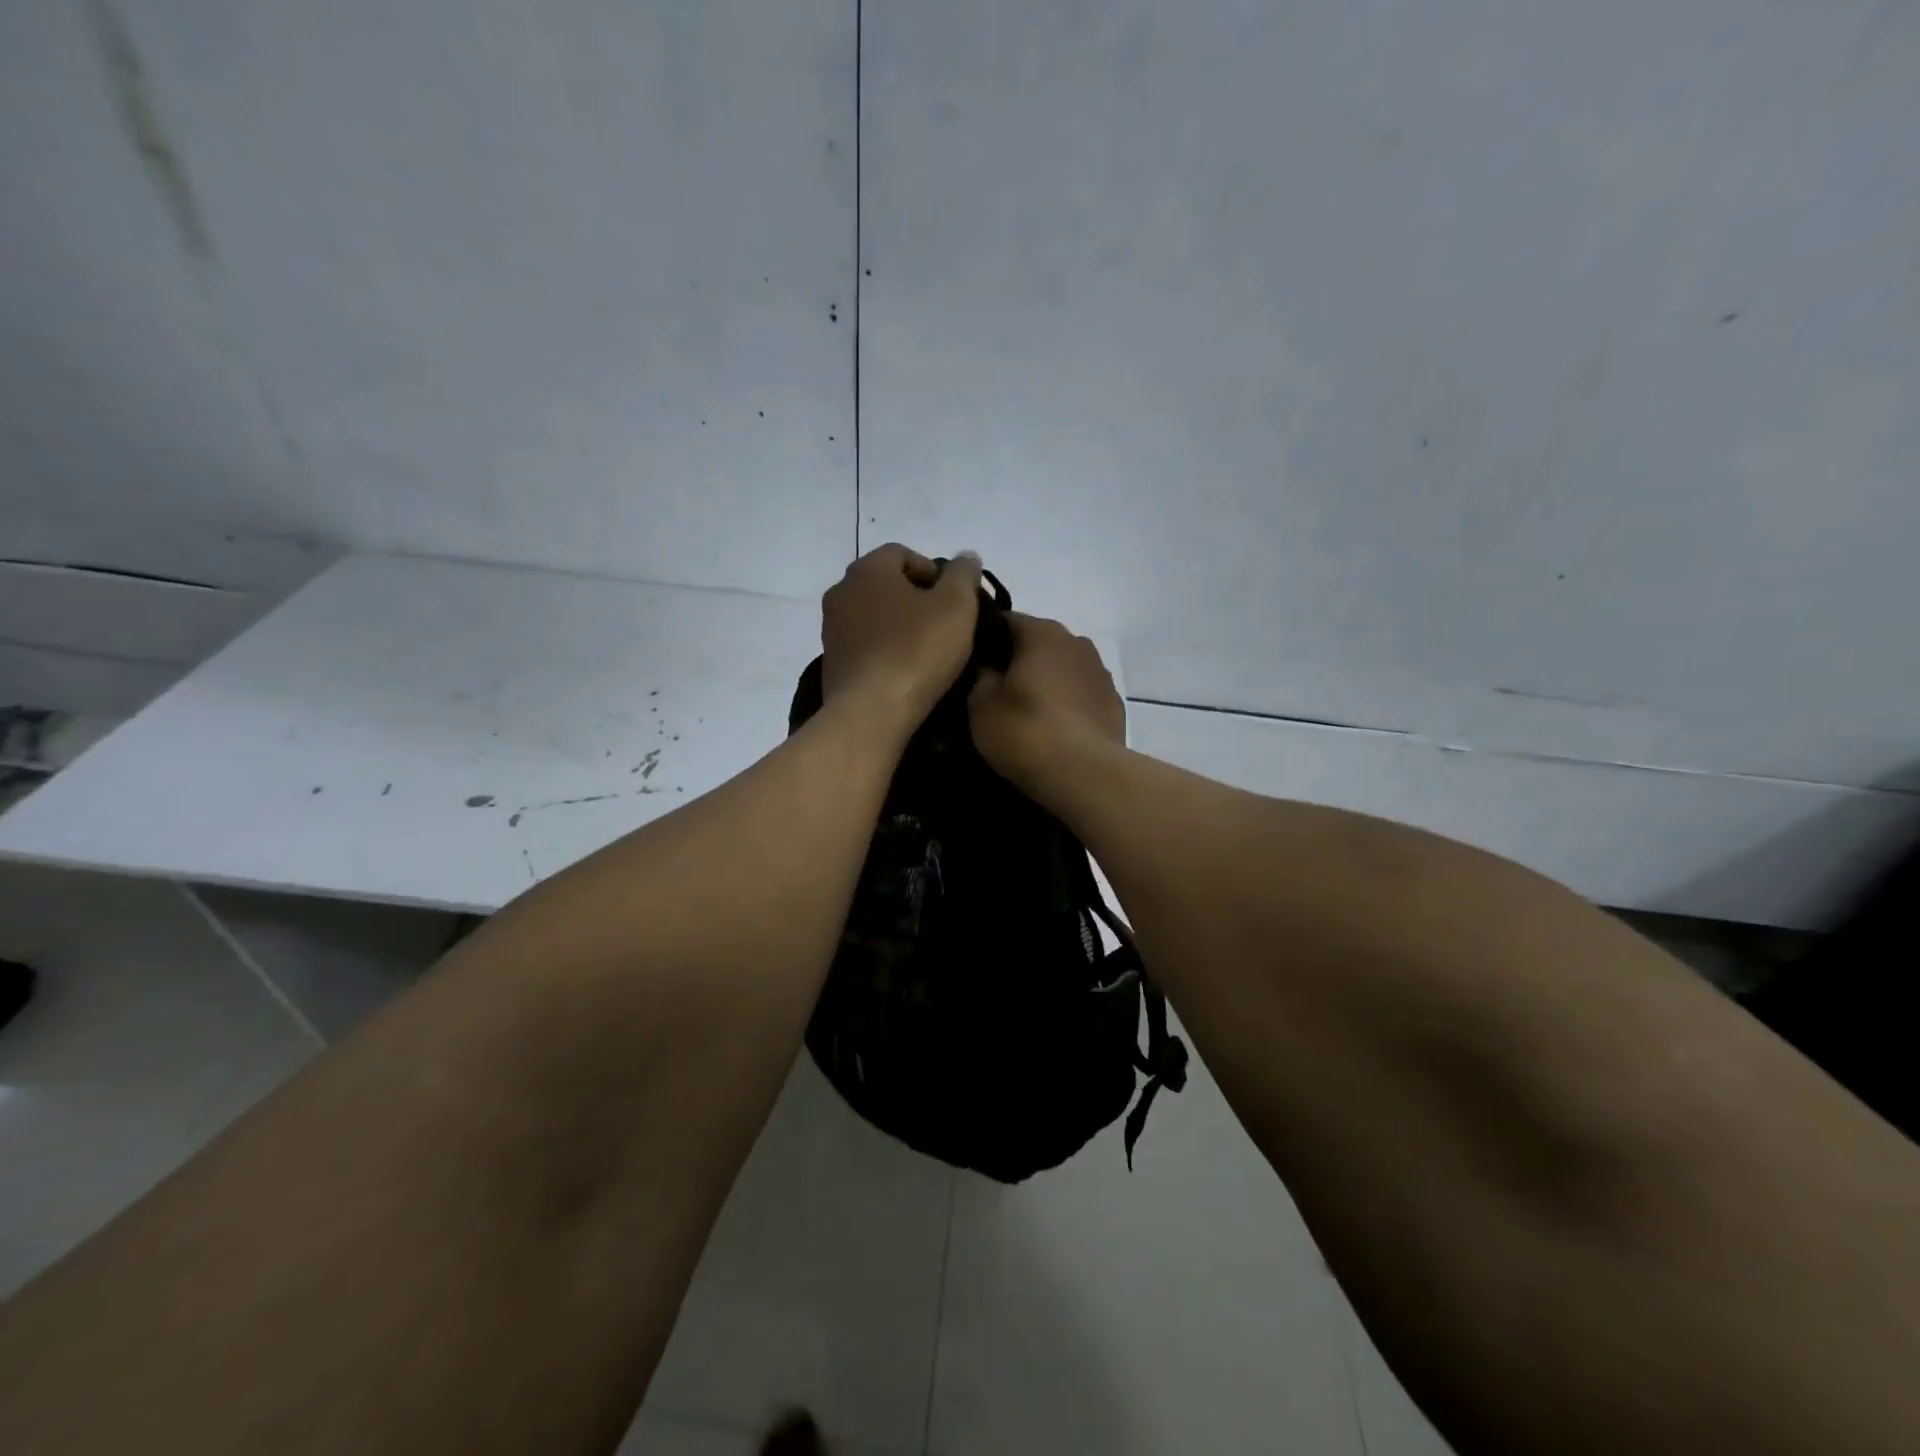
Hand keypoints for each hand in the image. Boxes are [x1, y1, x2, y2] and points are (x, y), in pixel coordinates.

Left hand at [820, 544, 983, 736]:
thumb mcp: (957, 606)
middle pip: (885, 584)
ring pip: (874, 616)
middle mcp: (841, 592)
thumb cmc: (916, 650)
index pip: (902, 553)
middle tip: (945, 623)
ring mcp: (831, 629)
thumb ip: (963, 575)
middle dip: (916, 598)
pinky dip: (885, 650)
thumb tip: (966, 557)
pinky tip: (906, 670)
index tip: (955, 599)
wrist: (871, 712)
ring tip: (927, 650)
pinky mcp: (832, 663)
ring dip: (899, 626)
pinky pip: (865, 645)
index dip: (934, 571)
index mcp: (867, 569)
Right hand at [969, 612, 1125, 792]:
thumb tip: (988, 667)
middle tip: (995, 689)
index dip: (985, 638)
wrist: (1084, 774)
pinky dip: (1067, 705)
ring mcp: (1101, 673)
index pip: (1005, 620)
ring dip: (1046, 682)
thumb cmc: (1025, 730)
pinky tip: (1054, 729)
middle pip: (1038, 643)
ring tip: (1027, 712)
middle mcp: (1077, 642)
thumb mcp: (981, 704)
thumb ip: (981, 676)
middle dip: (1017, 661)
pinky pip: (1081, 695)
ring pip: (1063, 669)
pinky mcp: (1114, 705)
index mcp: (1042, 632)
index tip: (970, 661)